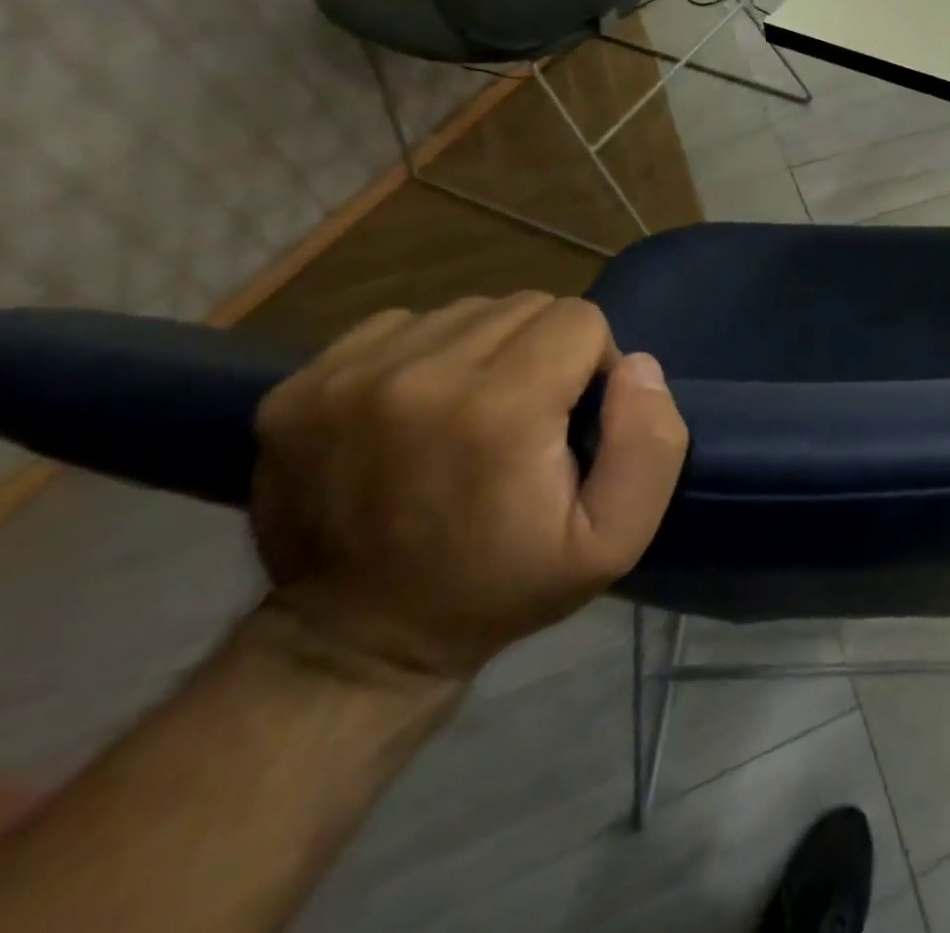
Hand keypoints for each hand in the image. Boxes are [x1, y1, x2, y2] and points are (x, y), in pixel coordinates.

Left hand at [251, 294, 688, 684]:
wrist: (355, 643)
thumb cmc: (502, 588)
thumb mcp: (614, 541)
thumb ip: (650, 446)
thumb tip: (636, 365)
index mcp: (499, 410)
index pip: (579, 319)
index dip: (594, 364)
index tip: (574, 420)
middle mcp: (418, 376)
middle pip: (525, 307)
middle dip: (546, 351)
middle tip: (529, 419)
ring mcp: (347, 377)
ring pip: (467, 311)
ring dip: (489, 350)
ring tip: (474, 414)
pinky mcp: (299, 386)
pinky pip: (403, 326)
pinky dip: (429, 355)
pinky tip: (421, 410)